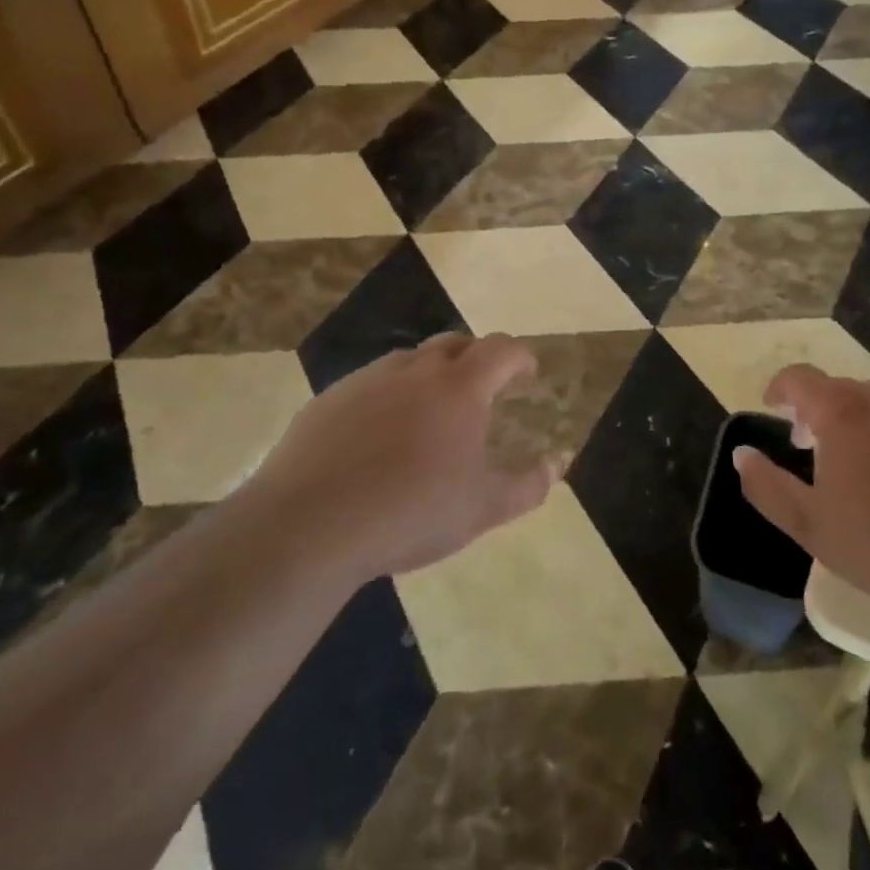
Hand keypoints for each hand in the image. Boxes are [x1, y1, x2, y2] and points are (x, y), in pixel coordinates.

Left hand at [249, 333, 560, 579]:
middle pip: (455, 343)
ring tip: (430, 413)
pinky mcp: (330, 398)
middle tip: (482, 389)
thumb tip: (560, 462)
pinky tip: (379, 435)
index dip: (519, 356)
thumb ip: (529, 485)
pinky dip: (388, 395)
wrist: (309, 525)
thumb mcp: (482, 509)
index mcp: (460, 388)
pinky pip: (371, 383)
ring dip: (430, 374)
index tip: (527, 373)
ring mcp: (368, 380)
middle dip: (476, 358)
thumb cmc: (410, 513)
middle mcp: (416, 370)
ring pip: (410, 360)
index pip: (501, 350)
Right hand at [733, 365, 869, 613]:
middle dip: (814, 409)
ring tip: (847, 459)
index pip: (799, 378)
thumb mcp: (807, 522)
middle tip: (805, 445)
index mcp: (841, 411)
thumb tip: (741, 454)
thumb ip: (766, 485)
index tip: (770, 406)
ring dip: (851, 419)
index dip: (779, 388)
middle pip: (836, 388)